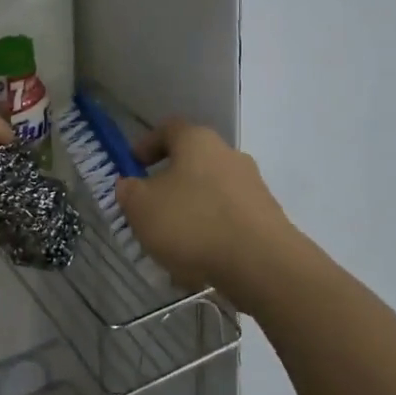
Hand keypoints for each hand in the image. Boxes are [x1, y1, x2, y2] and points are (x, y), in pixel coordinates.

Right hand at [115, 118, 296, 314]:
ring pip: (210, 194)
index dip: (146, 145)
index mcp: (197, 140)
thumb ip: (129, 192)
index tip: (131, 167)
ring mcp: (252, 185)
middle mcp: (228, 153)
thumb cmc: (193, 223)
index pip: (167, 129)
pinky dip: (212, 235)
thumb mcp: (142, 208)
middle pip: (191, 162)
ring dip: (190, 213)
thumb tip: (130, 186)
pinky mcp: (266, 217)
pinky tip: (199, 265)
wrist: (263, 263)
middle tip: (149, 211)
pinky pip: (229, 220)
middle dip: (168, 185)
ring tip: (172, 248)